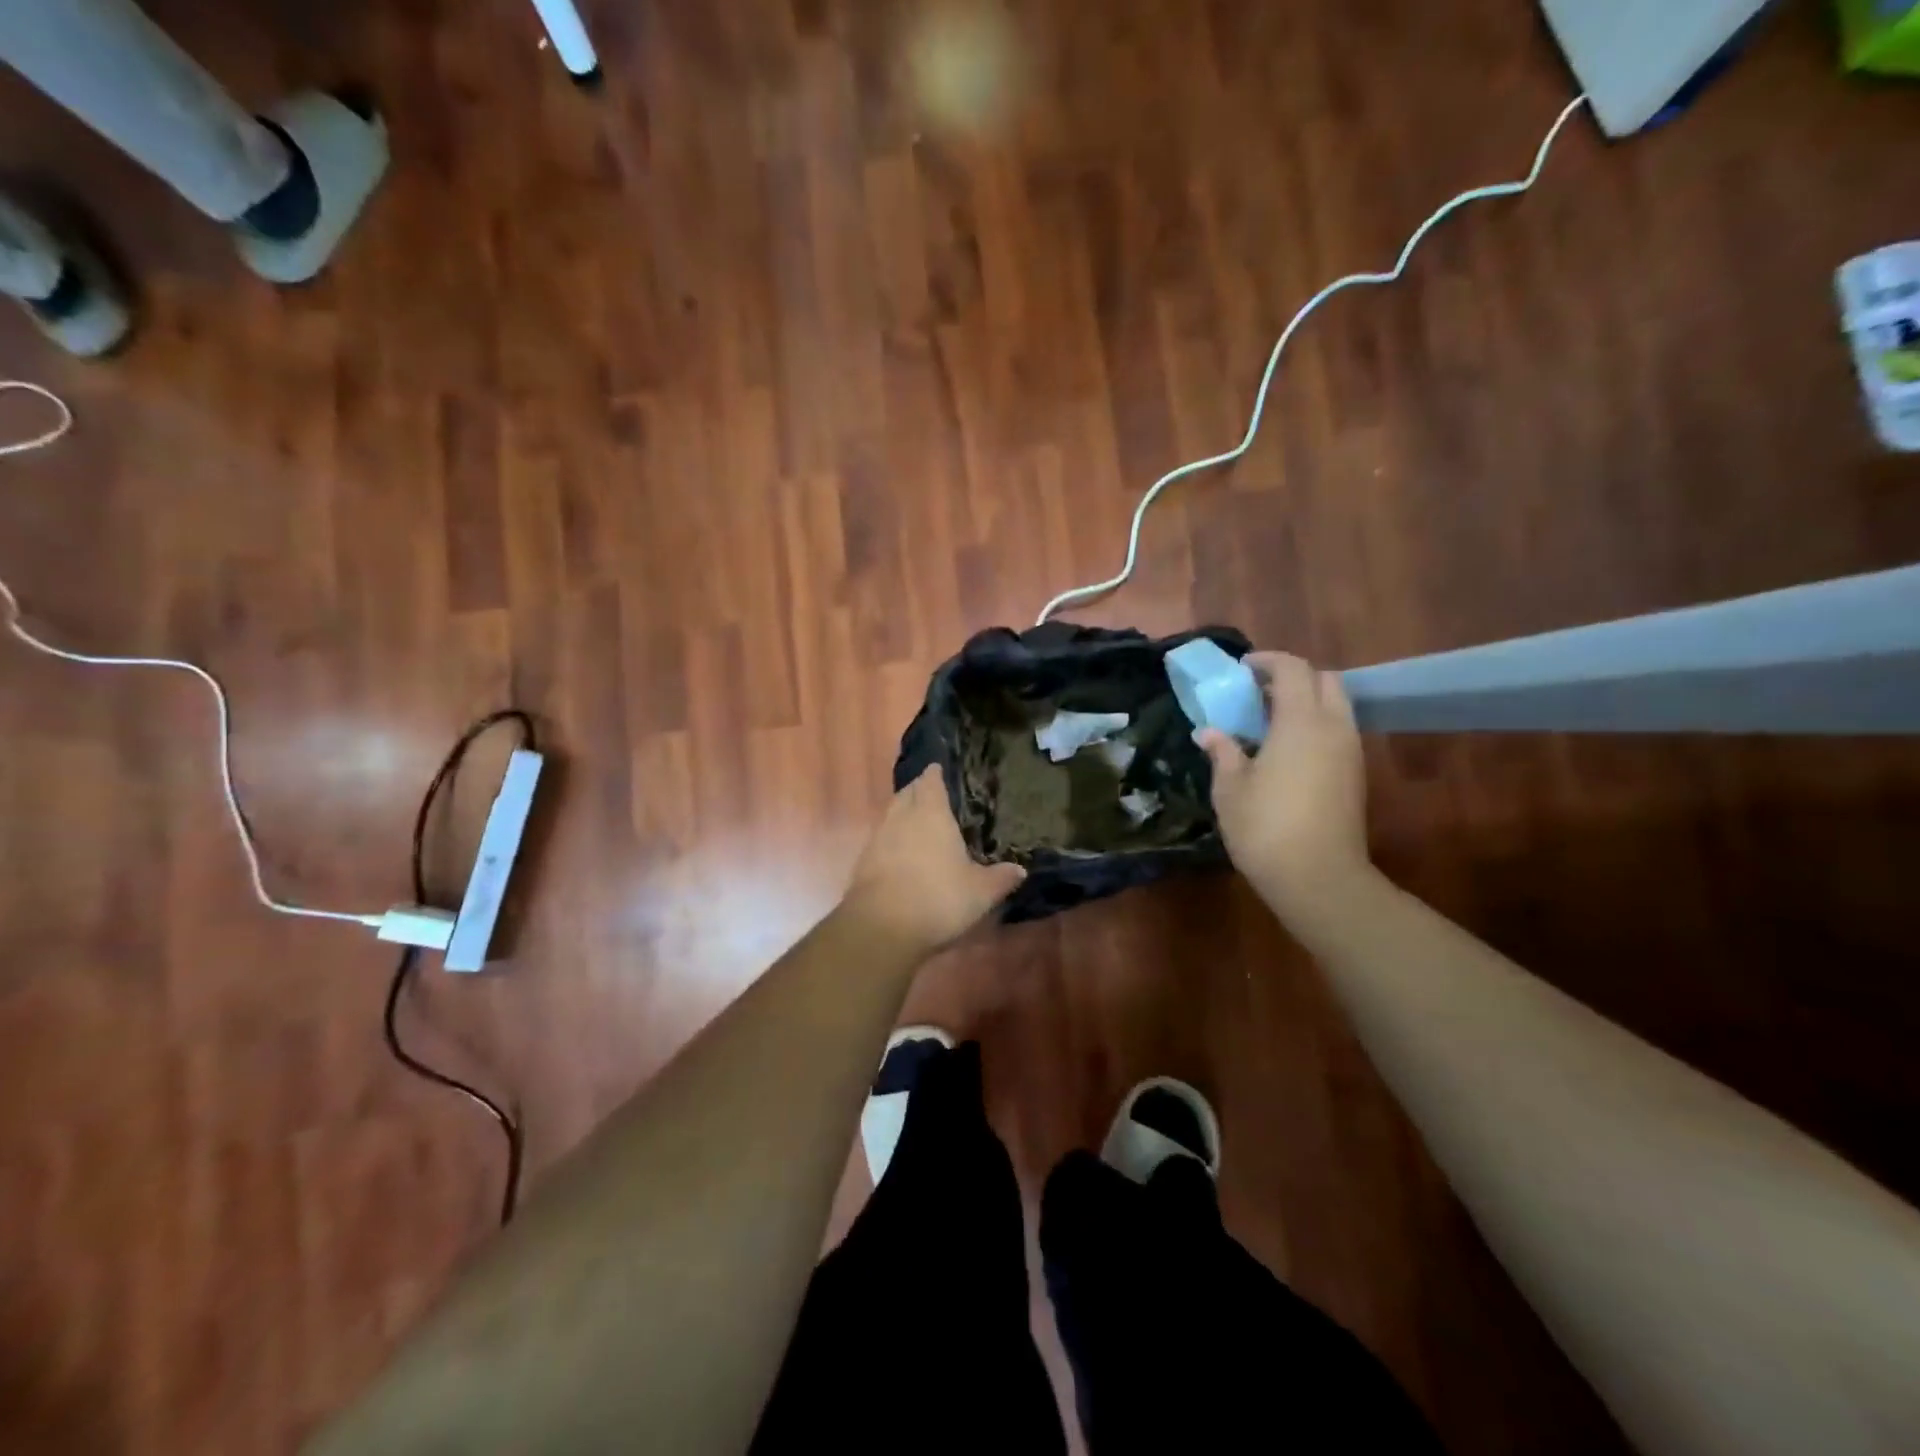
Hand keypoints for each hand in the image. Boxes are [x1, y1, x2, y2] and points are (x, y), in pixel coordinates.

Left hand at [841, 766, 1025, 954]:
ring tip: (918, 822)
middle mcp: (902, 817)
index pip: (931, 781)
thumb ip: (1001, 878)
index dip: (935, 773)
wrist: (882, 927)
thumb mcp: (981, 892)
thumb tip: (1020, 869)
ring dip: (903, 813)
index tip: (939, 769)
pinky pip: (881, 839)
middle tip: (932, 794)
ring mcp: (879, 838)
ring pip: (891, 814)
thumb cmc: (938, 898)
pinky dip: (892, 840)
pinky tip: (902, 854)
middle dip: (918, 790)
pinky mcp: (864, 861)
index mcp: (932, 813)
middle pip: (908, 793)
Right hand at [1196, 652, 1372, 920]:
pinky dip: (1314, 725)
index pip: (1293, 669)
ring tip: (1268, 721)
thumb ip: (1223, 752)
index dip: (1267, 662)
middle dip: (1293, 677)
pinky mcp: (1354, 775)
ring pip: (1335, 705)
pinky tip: (1285, 750)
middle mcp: (1333, 728)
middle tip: (1258, 692)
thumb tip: (1210, 732)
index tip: (1242, 670)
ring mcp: (1350, 752)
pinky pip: (1337, 731)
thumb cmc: (1265, 827)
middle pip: (1324, 680)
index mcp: (1301, 722)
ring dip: (1306, 701)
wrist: (1318, 878)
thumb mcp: (1231, 788)